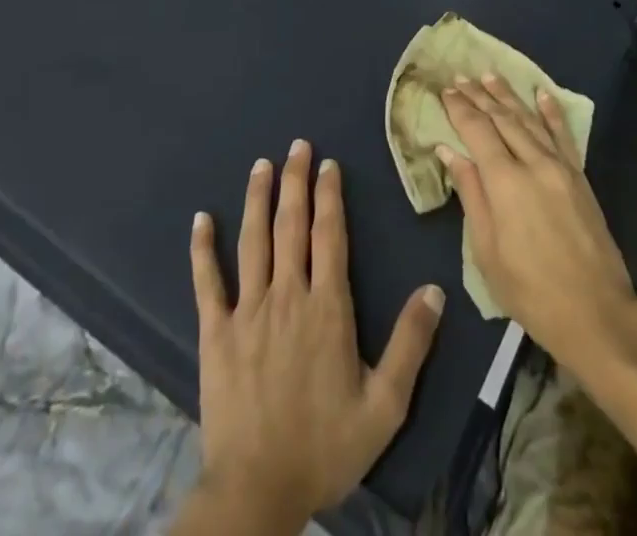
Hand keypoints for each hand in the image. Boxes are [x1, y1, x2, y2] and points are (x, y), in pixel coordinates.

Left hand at [185, 138, 445, 529]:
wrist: (258, 491)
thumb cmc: (325, 447)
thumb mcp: (385, 405)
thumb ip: (412, 344)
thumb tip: (436, 289)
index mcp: (327, 307)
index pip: (330, 235)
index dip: (330, 195)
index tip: (329, 164)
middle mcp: (287, 295)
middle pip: (291, 225)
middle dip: (295, 181)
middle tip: (297, 145)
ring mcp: (247, 311)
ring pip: (253, 240)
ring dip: (257, 198)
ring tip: (261, 165)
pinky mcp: (215, 333)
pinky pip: (207, 282)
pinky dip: (202, 249)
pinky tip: (200, 219)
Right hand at [440, 75, 636, 368]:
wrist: (596, 312)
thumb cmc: (530, 290)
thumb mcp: (487, 250)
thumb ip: (470, 194)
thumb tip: (449, 151)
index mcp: (505, 181)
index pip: (477, 130)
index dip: (460, 108)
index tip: (446, 90)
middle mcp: (533, 162)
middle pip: (502, 119)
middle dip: (479, 96)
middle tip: (461, 76)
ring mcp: (560, 166)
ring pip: (529, 120)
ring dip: (508, 96)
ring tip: (490, 75)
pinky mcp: (579, 176)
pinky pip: (563, 134)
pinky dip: (550, 111)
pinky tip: (541, 93)